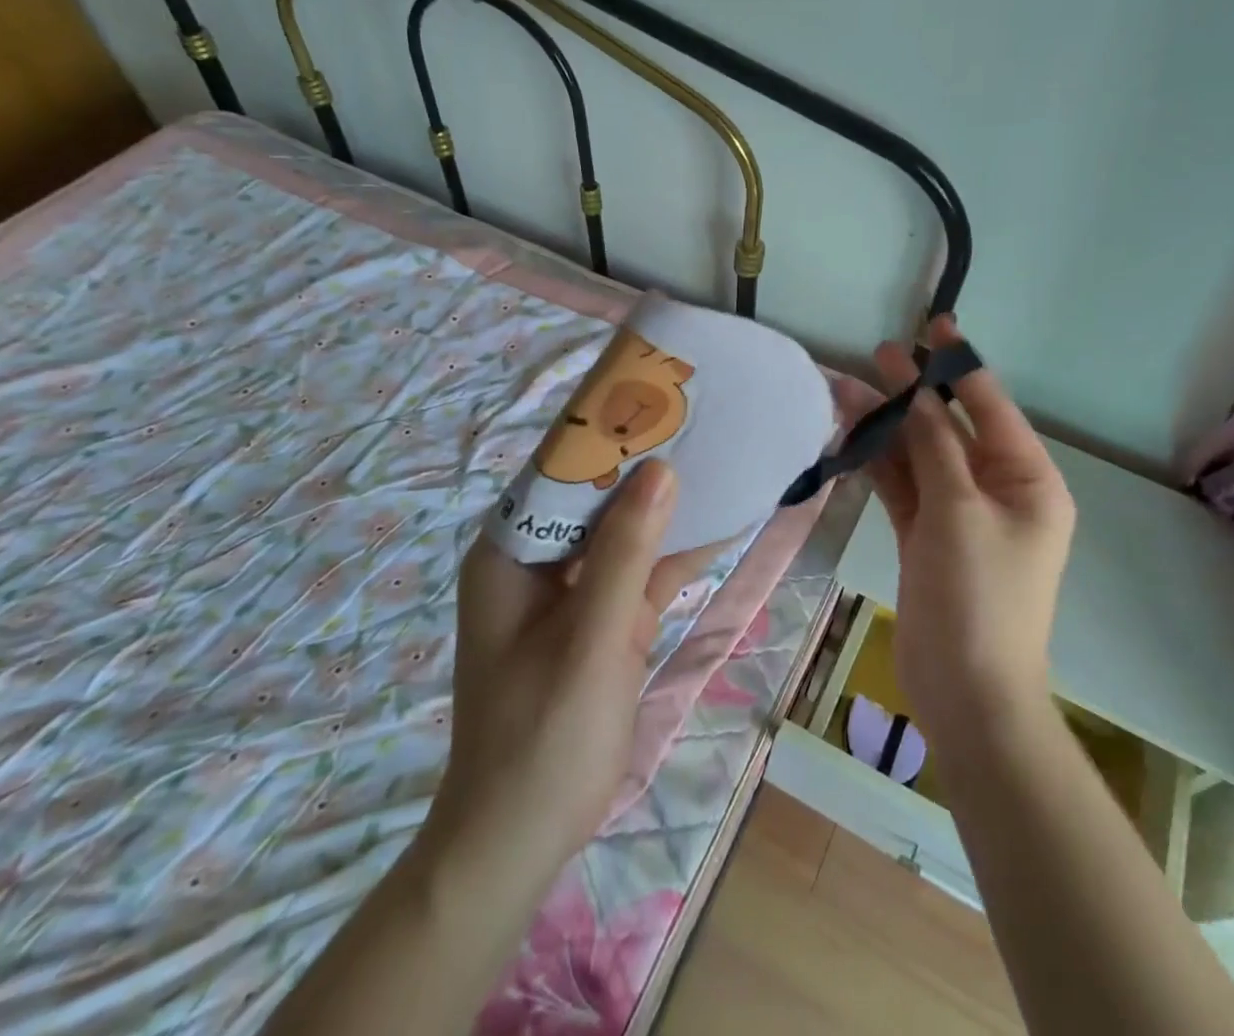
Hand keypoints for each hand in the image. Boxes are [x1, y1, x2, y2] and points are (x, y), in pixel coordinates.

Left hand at [426, 460, 680, 886]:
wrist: (524, 837)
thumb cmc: (544, 734)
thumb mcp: (592, 637)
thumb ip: (626, 552)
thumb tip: (661, 468)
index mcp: (512, 551)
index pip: (559, 471)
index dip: (607, 432)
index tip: (659, 397)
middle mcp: (537, 560)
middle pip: (595, 496)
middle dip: (645, 464)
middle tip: (701, 419)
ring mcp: (571, 591)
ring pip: (623, 532)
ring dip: (666, 506)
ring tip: (719, 455)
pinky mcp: (600, 619)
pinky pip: (640, 572)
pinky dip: (674, 553)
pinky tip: (721, 523)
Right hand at [866, 318, 1074, 756]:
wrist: (967, 695)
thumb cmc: (979, 597)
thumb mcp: (959, 511)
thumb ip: (934, 447)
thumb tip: (914, 391)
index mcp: (1028, 480)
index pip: (990, 407)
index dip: (960, 364)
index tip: (934, 324)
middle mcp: (997, 490)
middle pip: (949, 428)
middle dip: (913, 394)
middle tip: (876, 354)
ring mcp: (959, 515)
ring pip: (920, 456)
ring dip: (887, 427)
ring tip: (846, 389)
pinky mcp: (927, 537)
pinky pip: (904, 487)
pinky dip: (879, 464)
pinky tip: (849, 437)